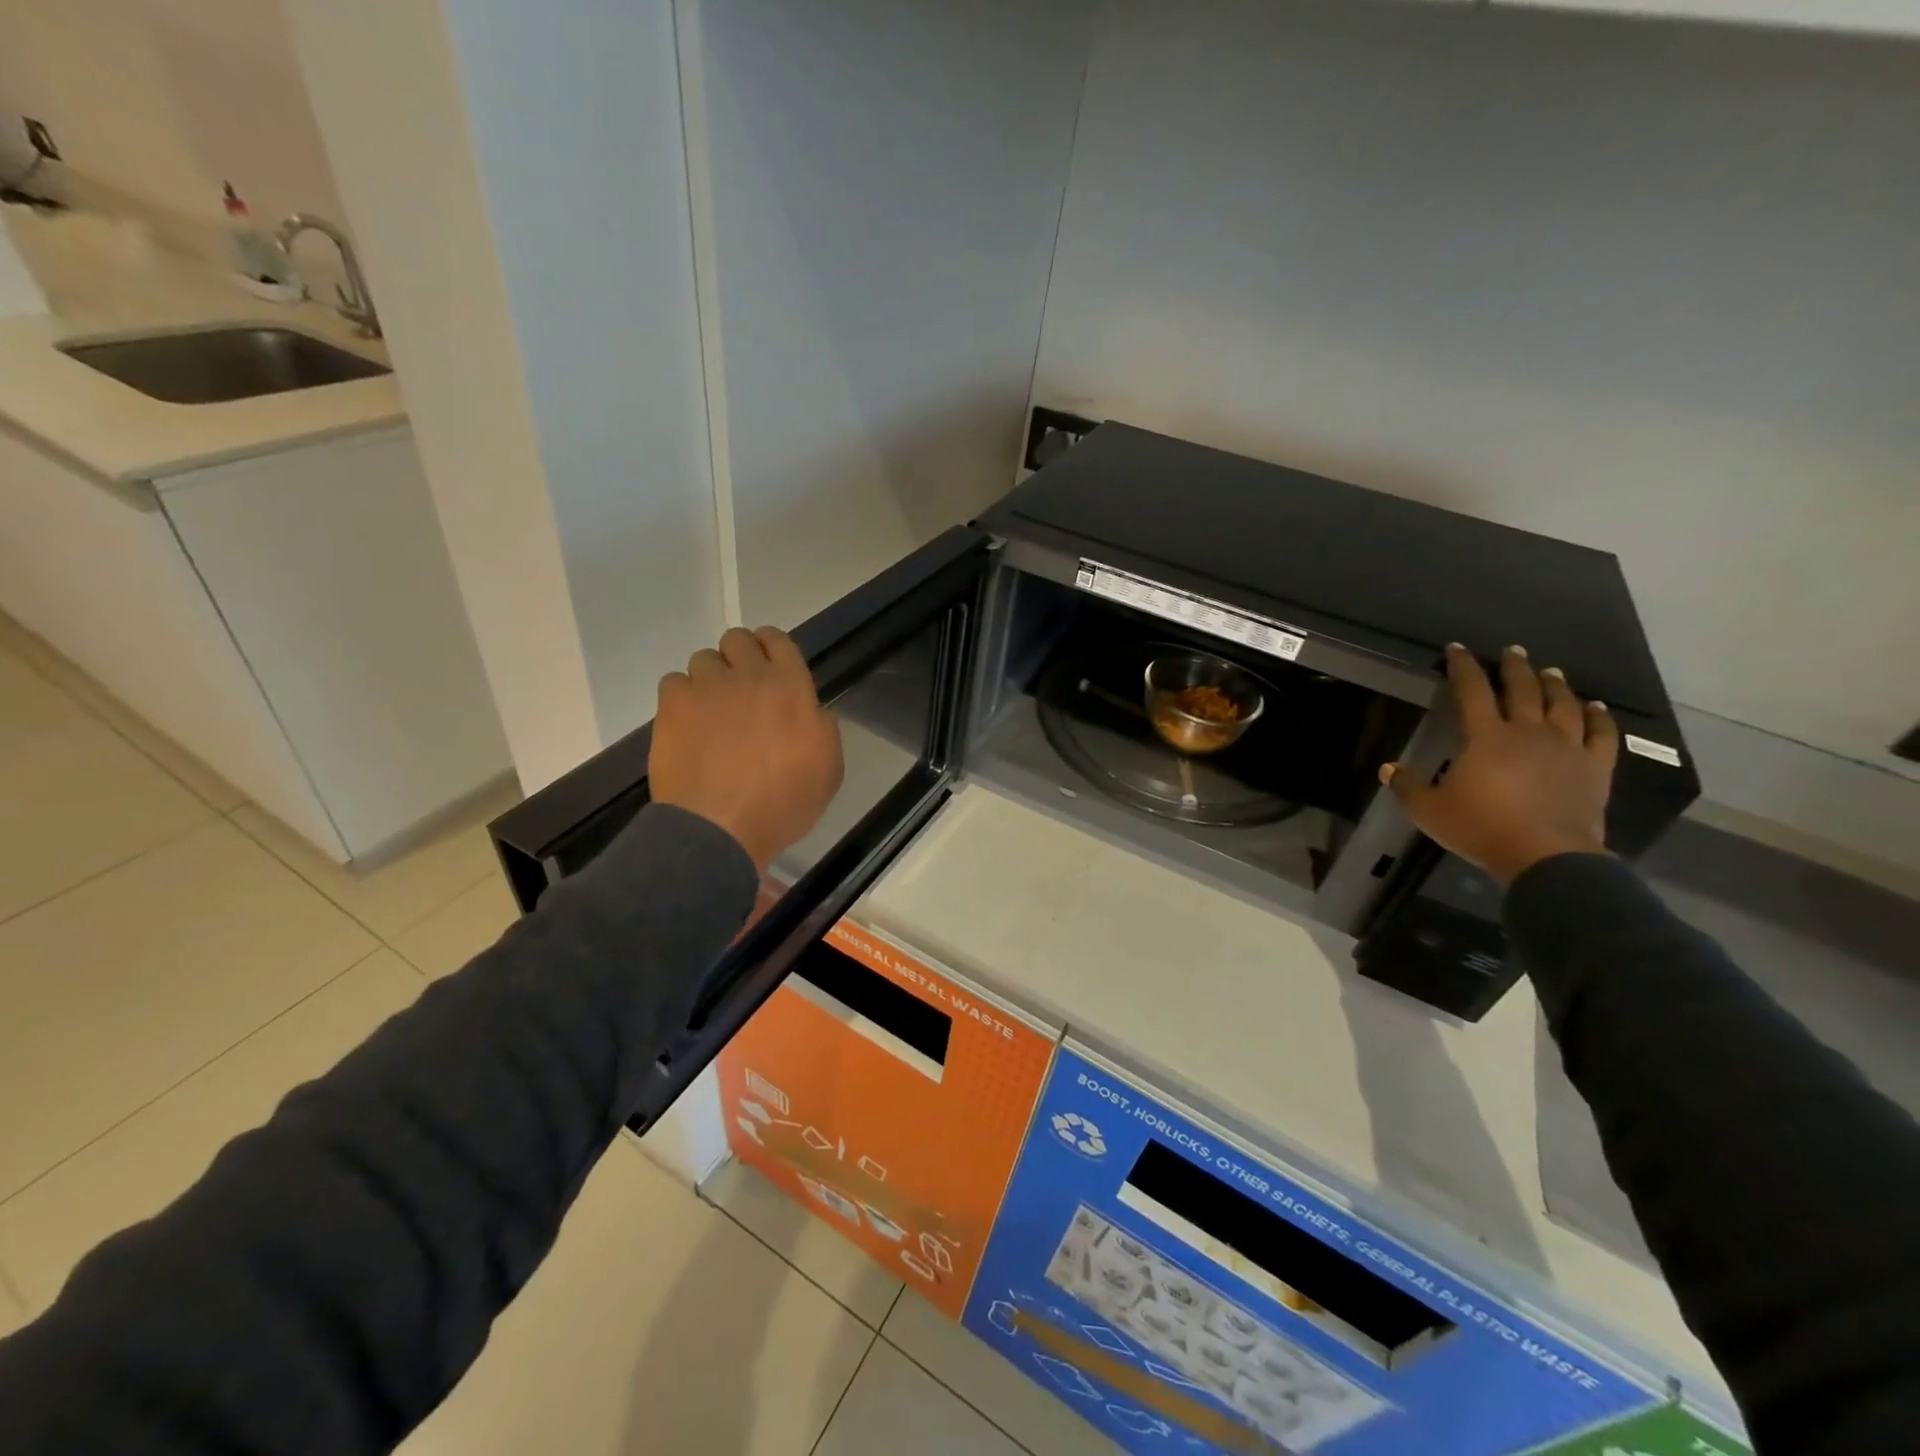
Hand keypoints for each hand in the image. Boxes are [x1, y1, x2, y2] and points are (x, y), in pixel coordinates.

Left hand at [649, 627, 844, 872]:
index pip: (779, 640)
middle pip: (738, 639)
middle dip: (738, 658)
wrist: (720, 828)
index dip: (772, 649)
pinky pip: (674, 683)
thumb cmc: (783, 803)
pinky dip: (680, 700)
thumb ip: (822, 728)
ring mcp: (707, 686)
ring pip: (703, 659)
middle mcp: (749, 675)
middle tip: (740, 691)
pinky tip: (686, 727)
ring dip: (709, 680)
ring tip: (709, 713)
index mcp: (792, 686)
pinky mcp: (673, 704)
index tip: (769, 668)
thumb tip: (810, 710)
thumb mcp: (829, 769)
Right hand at [1381, 644, 1618, 886]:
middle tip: (1512, 651)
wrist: (1546, 856)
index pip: (1471, 691)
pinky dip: (1598, 717)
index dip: (1463, 668)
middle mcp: (1528, 732)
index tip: (1457, 649)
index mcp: (1486, 737)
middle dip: (1514, 668)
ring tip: (1551, 672)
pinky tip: (1595, 707)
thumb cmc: (1481, 828)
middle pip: (1523, 690)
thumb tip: (1388, 768)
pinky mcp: (1594, 767)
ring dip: (1555, 685)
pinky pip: (1601, 734)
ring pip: (1562, 705)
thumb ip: (1407, 786)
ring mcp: (1566, 748)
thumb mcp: (1429, 811)